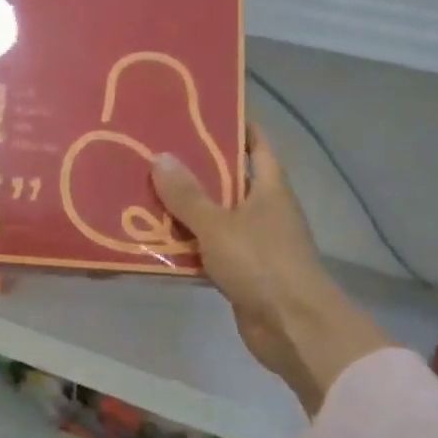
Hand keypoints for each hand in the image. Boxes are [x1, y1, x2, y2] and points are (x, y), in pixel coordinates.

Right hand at [151, 126, 390, 414]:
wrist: (294, 328)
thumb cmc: (263, 264)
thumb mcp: (219, 224)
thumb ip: (188, 195)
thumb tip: (160, 157)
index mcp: (269, 187)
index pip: (256, 144)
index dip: (235, 124)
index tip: (202, 109)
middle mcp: (263, 209)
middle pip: (228, 179)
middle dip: (195, 166)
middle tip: (154, 149)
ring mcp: (253, 242)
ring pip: (214, 216)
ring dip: (184, 208)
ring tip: (143, 188)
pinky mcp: (240, 271)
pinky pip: (207, 249)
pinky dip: (185, 244)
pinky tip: (152, 238)